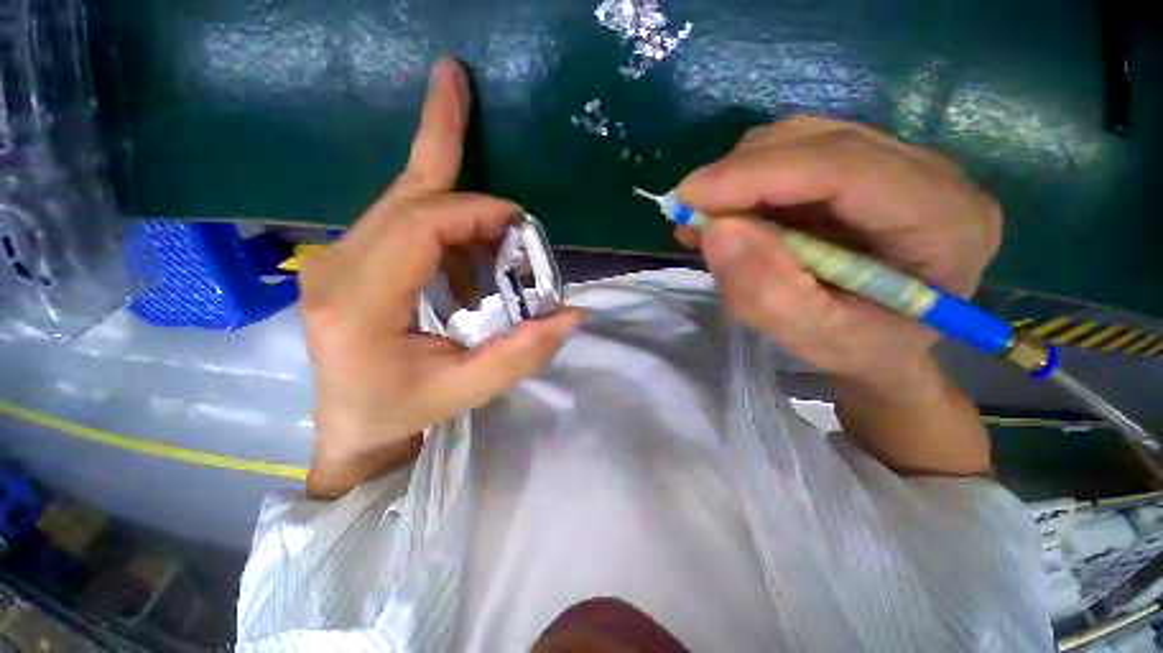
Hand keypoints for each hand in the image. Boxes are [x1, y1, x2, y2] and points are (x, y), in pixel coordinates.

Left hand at [299, 58, 582, 498]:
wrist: (352, 424)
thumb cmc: (404, 412)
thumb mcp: (468, 390)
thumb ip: (522, 354)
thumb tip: (572, 313)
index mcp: (360, 304)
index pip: (419, 227)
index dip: (474, 211)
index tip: (519, 223)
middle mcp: (336, 269)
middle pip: (401, 192)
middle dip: (441, 139)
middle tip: (456, 78)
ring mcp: (334, 261)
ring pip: (399, 200)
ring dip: (453, 197)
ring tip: (500, 230)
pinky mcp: (346, 262)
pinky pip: (398, 220)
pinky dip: (441, 220)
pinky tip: (466, 255)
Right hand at [677, 116, 1000, 474]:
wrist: (889, 344)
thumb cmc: (862, 351)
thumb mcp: (814, 339)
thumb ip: (767, 293)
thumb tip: (715, 231)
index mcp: (945, 222)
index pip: (845, 168)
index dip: (758, 175)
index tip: (689, 197)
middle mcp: (930, 174)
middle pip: (818, 141)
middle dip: (739, 174)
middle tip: (690, 215)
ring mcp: (896, 163)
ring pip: (800, 140)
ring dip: (740, 177)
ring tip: (707, 222)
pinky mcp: (862, 167)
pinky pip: (794, 154)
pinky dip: (749, 181)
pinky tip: (728, 215)